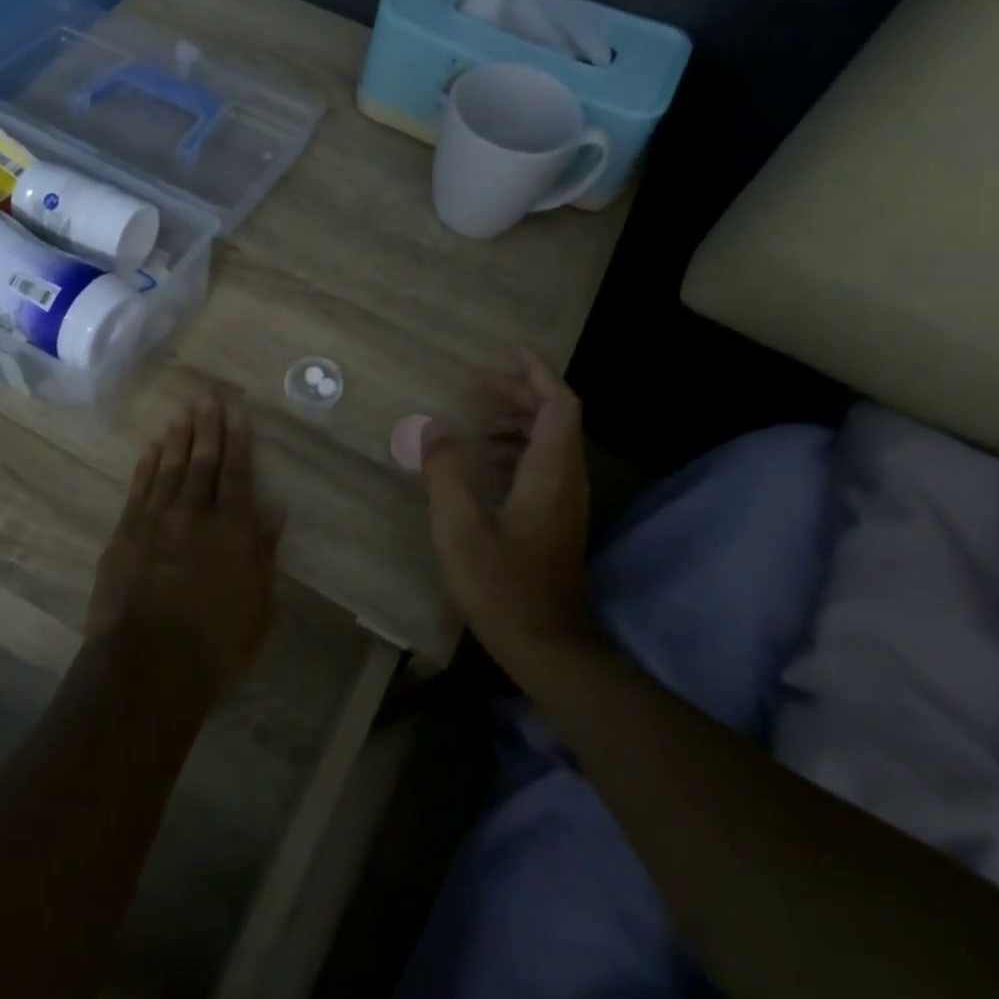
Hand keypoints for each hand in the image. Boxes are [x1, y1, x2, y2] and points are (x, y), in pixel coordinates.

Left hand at [89, 393, 284, 699]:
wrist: (149, 666)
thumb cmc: (216, 643)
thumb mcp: (258, 603)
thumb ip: (265, 551)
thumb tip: (276, 507)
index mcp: (232, 530)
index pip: (237, 474)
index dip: (238, 441)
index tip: (237, 412)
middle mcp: (194, 515)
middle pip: (202, 462)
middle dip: (207, 427)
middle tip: (207, 397)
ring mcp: (155, 521)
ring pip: (168, 468)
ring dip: (176, 439)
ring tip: (181, 413)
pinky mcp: (125, 534)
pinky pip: (138, 489)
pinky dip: (145, 466)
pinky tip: (150, 449)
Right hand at [420, 350, 591, 668]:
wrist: (547, 646)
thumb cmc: (501, 585)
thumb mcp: (459, 527)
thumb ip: (444, 472)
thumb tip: (431, 427)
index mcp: (550, 473)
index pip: (559, 404)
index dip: (537, 373)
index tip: (509, 352)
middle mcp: (567, 480)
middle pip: (558, 418)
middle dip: (523, 393)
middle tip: (482, 386)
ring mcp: (567, 502)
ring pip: (553, 442)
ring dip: (521, 422)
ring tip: (481, 424)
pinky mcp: (558, 520)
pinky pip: (546, 466)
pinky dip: (520, 450)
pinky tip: (488, 464)